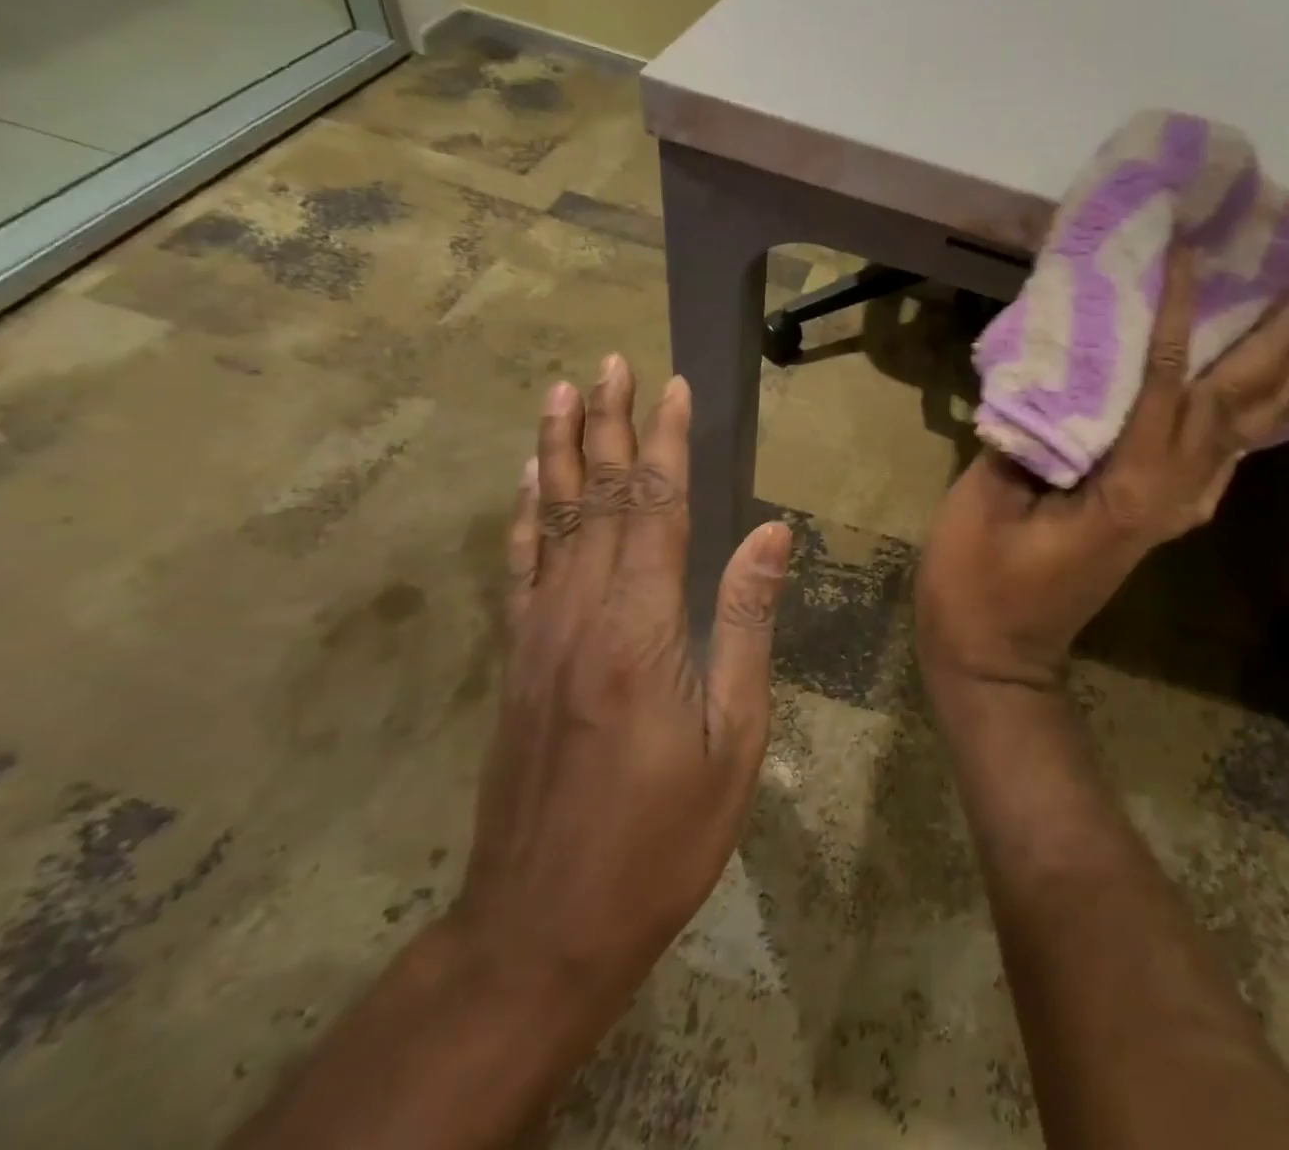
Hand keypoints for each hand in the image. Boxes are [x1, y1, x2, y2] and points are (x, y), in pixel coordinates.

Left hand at [450, 357, 792, 1015]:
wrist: (544, 925)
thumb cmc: (663, 836)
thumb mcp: (734, 737)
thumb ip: (747, 623)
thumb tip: (772, 532)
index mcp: (643, 628)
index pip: (658, 507)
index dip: (668, 442)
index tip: (675, 387)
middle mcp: (582, 613)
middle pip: (599, 497)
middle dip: (609, 424)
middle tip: (610, 364)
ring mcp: (538, 635)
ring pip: (550, 520)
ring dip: (558, 451)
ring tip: (560, 394)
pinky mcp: (516, 661)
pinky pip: (519, 567)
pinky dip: (524, 514)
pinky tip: (527, 482)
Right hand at [917, 249, 1288, 699]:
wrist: (996, 660)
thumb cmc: (977, 586)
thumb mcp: (985, 503)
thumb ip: (1027, 436)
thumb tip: (1057, 380)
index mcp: (1127, 488)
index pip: (1165, 385)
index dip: (1177, 318)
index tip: (1190, 256)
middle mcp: (1168, 498)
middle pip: (1231, 411)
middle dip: (1273, 347)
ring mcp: (1168, 515)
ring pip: (1236, 441)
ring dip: (1273, 387)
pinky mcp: (1156, 524)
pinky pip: (1216, 466)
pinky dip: (1243, 430)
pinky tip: (1255, 410)